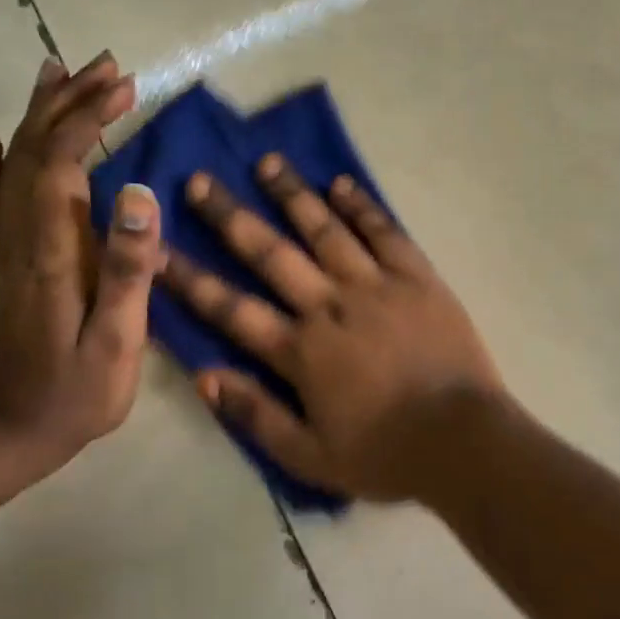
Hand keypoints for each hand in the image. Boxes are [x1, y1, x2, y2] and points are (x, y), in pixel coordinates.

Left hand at [0, 51, 162, 472]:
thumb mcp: (119, 337)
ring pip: (12, 165)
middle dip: (70, 102)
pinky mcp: (7, 264)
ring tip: (56, 72)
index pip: (63, 162)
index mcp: (52, 250)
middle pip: (35, 151)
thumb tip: (139, 193)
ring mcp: (8, 249)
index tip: (125, 87)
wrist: (18, 431)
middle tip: (106, 65)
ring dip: (37, 116)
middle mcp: (22, 237)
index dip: (90, 118)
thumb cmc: (81, 389)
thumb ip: (128, 266)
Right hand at [160, 155, 505, 501]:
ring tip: (268, 162)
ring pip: (326, 230)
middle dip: (230, 216)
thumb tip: (203, 375)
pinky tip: (340, 183)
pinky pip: (385, 233)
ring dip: (294, 195)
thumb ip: (255, 415)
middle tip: (199, 180)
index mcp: (302, 350)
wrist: (463, 440)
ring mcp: (376, 285)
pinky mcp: (417, 277)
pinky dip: (361, 206)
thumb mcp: (310, 457)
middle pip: (272, 253)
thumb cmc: (386, 454)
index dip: (189, 279)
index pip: (231, 308)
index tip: (156, 247)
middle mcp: (331, 306)